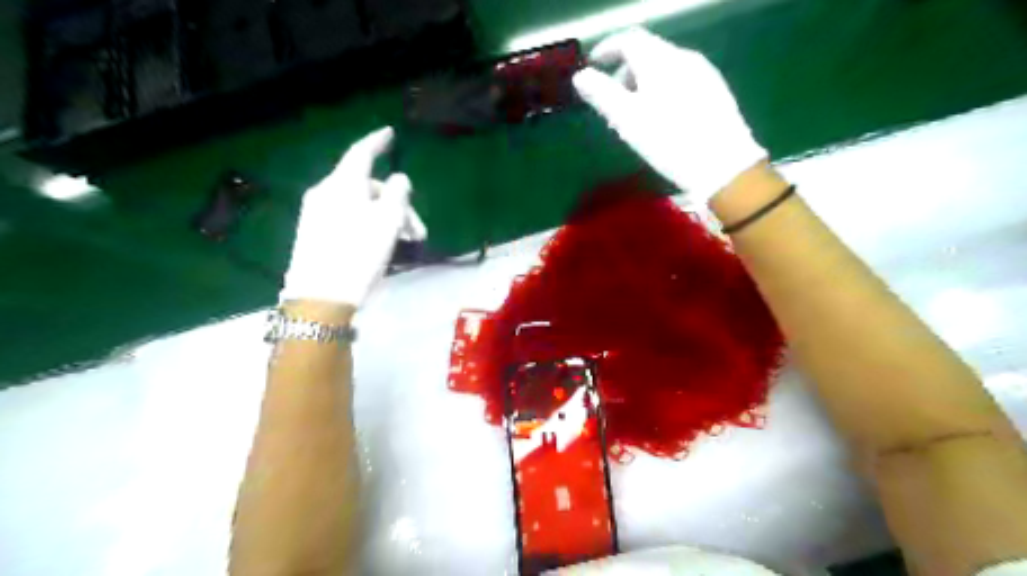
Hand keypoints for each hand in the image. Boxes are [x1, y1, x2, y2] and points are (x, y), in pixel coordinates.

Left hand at [279, 124, 426, 305]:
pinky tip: (380, 246)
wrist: (320, 296)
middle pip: (368, 187)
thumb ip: (398, 193)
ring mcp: (317, 213)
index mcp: (343, 184)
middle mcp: (326, 192)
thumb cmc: (359, 254)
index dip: (378, 141)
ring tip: (404, 243)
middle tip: (417, 232)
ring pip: (360, 205)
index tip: (390, 133)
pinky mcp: (314, 233)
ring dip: (386, 218)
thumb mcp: (388, 221)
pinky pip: (347, 217)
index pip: (362, 152)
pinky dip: (368, 225)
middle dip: (397, 204)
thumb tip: (399, 179)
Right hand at [575, 27, 765, 207]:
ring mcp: (703, 73)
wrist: (723, 164)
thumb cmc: (669, 141)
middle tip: (611, 102)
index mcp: (659, 60)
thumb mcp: (627, 119)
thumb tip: (580, 77)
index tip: (593, 66)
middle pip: (647, 54)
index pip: (628, 39)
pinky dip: (661, 90)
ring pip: (664, 68)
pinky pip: (680, 81)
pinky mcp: (715, 91)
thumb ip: (601, 94)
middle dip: (623, 72)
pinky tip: (662, 118)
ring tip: (635, 116)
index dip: (606, 49)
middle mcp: (683, 57)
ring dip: (642, 83)